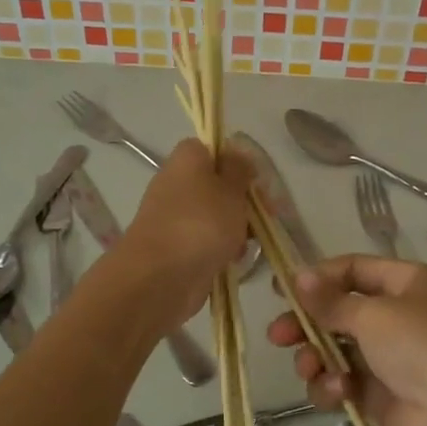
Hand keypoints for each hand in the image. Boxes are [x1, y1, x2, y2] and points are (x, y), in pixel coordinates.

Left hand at [117, 138, 253, 329]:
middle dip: (243, 201)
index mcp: (187, 160)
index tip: (255, 180)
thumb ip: (239, 169)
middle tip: (266, 215)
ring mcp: (174, 217)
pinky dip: (221, 249)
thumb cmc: (201, 223)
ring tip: (250, 242)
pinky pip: (206, 241)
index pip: (212, 149)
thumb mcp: (231, 188)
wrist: (161, 276)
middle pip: (217, 184)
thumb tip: (236, 155)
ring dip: (236, 228)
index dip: (237, 162)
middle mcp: (177, 183)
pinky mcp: (176, 247)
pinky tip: (234, 260)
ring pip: (215, 215)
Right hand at [266, 254, 426, 425]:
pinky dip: (334, 386)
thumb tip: (296, 275)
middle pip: (338, 313)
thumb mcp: (372, 314)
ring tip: (310, 368)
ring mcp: (388, 357)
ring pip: (335, 350)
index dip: (317, 278)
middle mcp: (399, 316)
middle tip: (276, 335)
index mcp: (407, 284)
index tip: (280, 289)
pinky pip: (343, 382)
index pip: (354, 270)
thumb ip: (329, 300)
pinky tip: (338, 391)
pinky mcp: (379, 395)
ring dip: (316, 358)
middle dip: (306, 324)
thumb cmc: (421, 344)